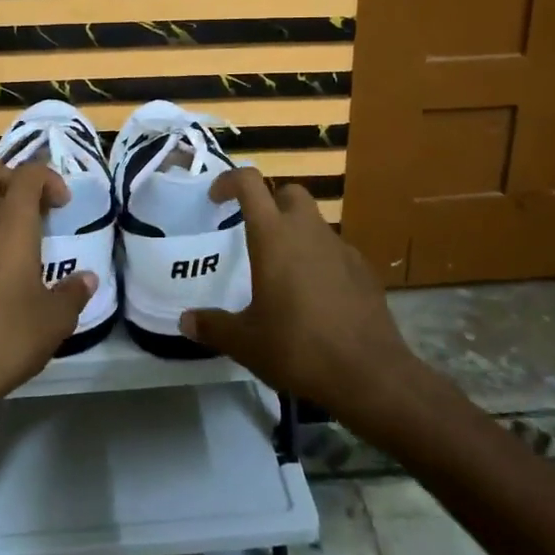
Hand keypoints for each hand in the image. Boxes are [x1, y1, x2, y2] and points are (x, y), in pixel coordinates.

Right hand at [178, 169, 418, 417]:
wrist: (369, 374)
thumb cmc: (298, 348)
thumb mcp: (246, 342)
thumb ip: (213, 327)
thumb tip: (185, 322)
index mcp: (274, 236)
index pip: (249, 183)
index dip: (230, 181)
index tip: (216, 199)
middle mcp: (308, 231)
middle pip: (289, 193)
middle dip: (270, 202)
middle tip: (254, 232)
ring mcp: (341, 248)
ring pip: (314, 222)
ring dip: (296, 233)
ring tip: (282, 272)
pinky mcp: (363, 270)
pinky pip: (335, 251)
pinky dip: (320, 259)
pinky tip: (315, 295)